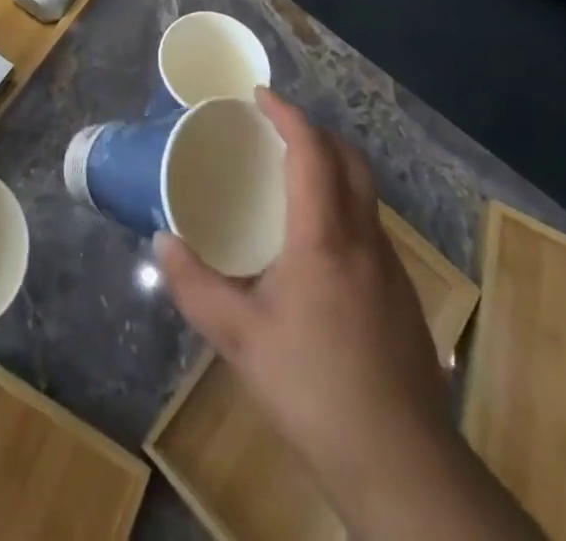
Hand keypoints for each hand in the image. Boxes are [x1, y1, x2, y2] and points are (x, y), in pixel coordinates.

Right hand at [156, 91, 542, 540]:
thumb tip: (163, 241)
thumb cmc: (313, 390)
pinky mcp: (402, 296)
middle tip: (275, 131)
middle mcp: (364, 237)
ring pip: (366, 192)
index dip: (287, 114)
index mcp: (324, 236)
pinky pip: (371, 226)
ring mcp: (391, 267)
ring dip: (333, 167)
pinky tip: (319, 245)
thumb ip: (195, 286)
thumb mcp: (239, 340)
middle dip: (315, 132)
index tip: (259, 96)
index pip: (311, 150)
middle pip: (349, 159)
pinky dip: (344, 206)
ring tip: (292, 180)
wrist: (402, 468)